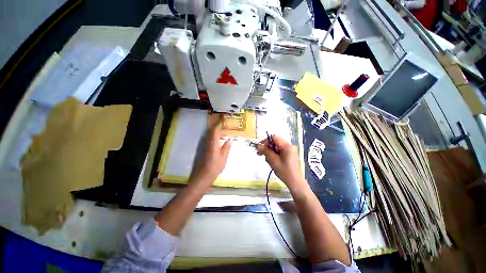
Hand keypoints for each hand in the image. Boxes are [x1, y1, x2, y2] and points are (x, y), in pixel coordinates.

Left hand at [191, 115, 231, 189]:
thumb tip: (229, 139)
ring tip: (223, 127)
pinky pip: (210, 138)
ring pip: (210, 134)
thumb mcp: (224, 157)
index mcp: (213, 143)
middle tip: (224, 121)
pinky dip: (215, 134)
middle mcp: (208, 142)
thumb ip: (226, 147)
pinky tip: (219, 137)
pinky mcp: (206, 149)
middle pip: (211, 130)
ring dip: (215, 129)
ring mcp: (206, 146)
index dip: (219, 123)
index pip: (215, 130)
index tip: (223, 118)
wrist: (204, 175)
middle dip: (217, 124)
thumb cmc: (216, 166)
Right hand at [256, 135, 307, 192]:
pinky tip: (272, 161)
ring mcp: (290, 150)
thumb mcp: (273, 161)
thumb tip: (258, 145)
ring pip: (276, 147)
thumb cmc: (285, 171)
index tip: (259, 147)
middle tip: (260, 154)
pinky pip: (279, 152)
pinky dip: (274, 155)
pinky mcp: (289, 155)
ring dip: (270, 152)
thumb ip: (266, 151)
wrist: (295, 183)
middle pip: (275, 142)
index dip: (266, 141)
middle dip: (267, 147)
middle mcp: (289, 146)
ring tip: (267, 160)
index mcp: (287, 146)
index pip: (274, 137)